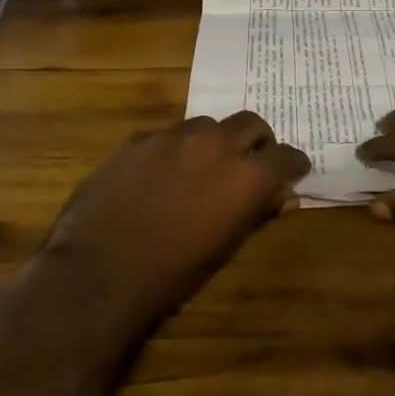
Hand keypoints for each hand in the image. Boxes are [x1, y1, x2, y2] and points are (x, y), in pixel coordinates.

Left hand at [37, 111, 310, 340]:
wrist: (101, 270)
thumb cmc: (173, 272)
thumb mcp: (225, 246)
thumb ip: (258, 213)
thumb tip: (285, 198)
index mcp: (245, 175)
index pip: (285, 156)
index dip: (292, 164)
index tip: (293, 172)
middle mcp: (214, 144)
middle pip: (250, 123)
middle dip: (257, 141)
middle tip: (252, 162)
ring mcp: (173, 136)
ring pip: (207, 124)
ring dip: (215, 141)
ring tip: (204, 166)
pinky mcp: (138, 139)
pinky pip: (168, 135)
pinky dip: (177, 149)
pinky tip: (163, 174)